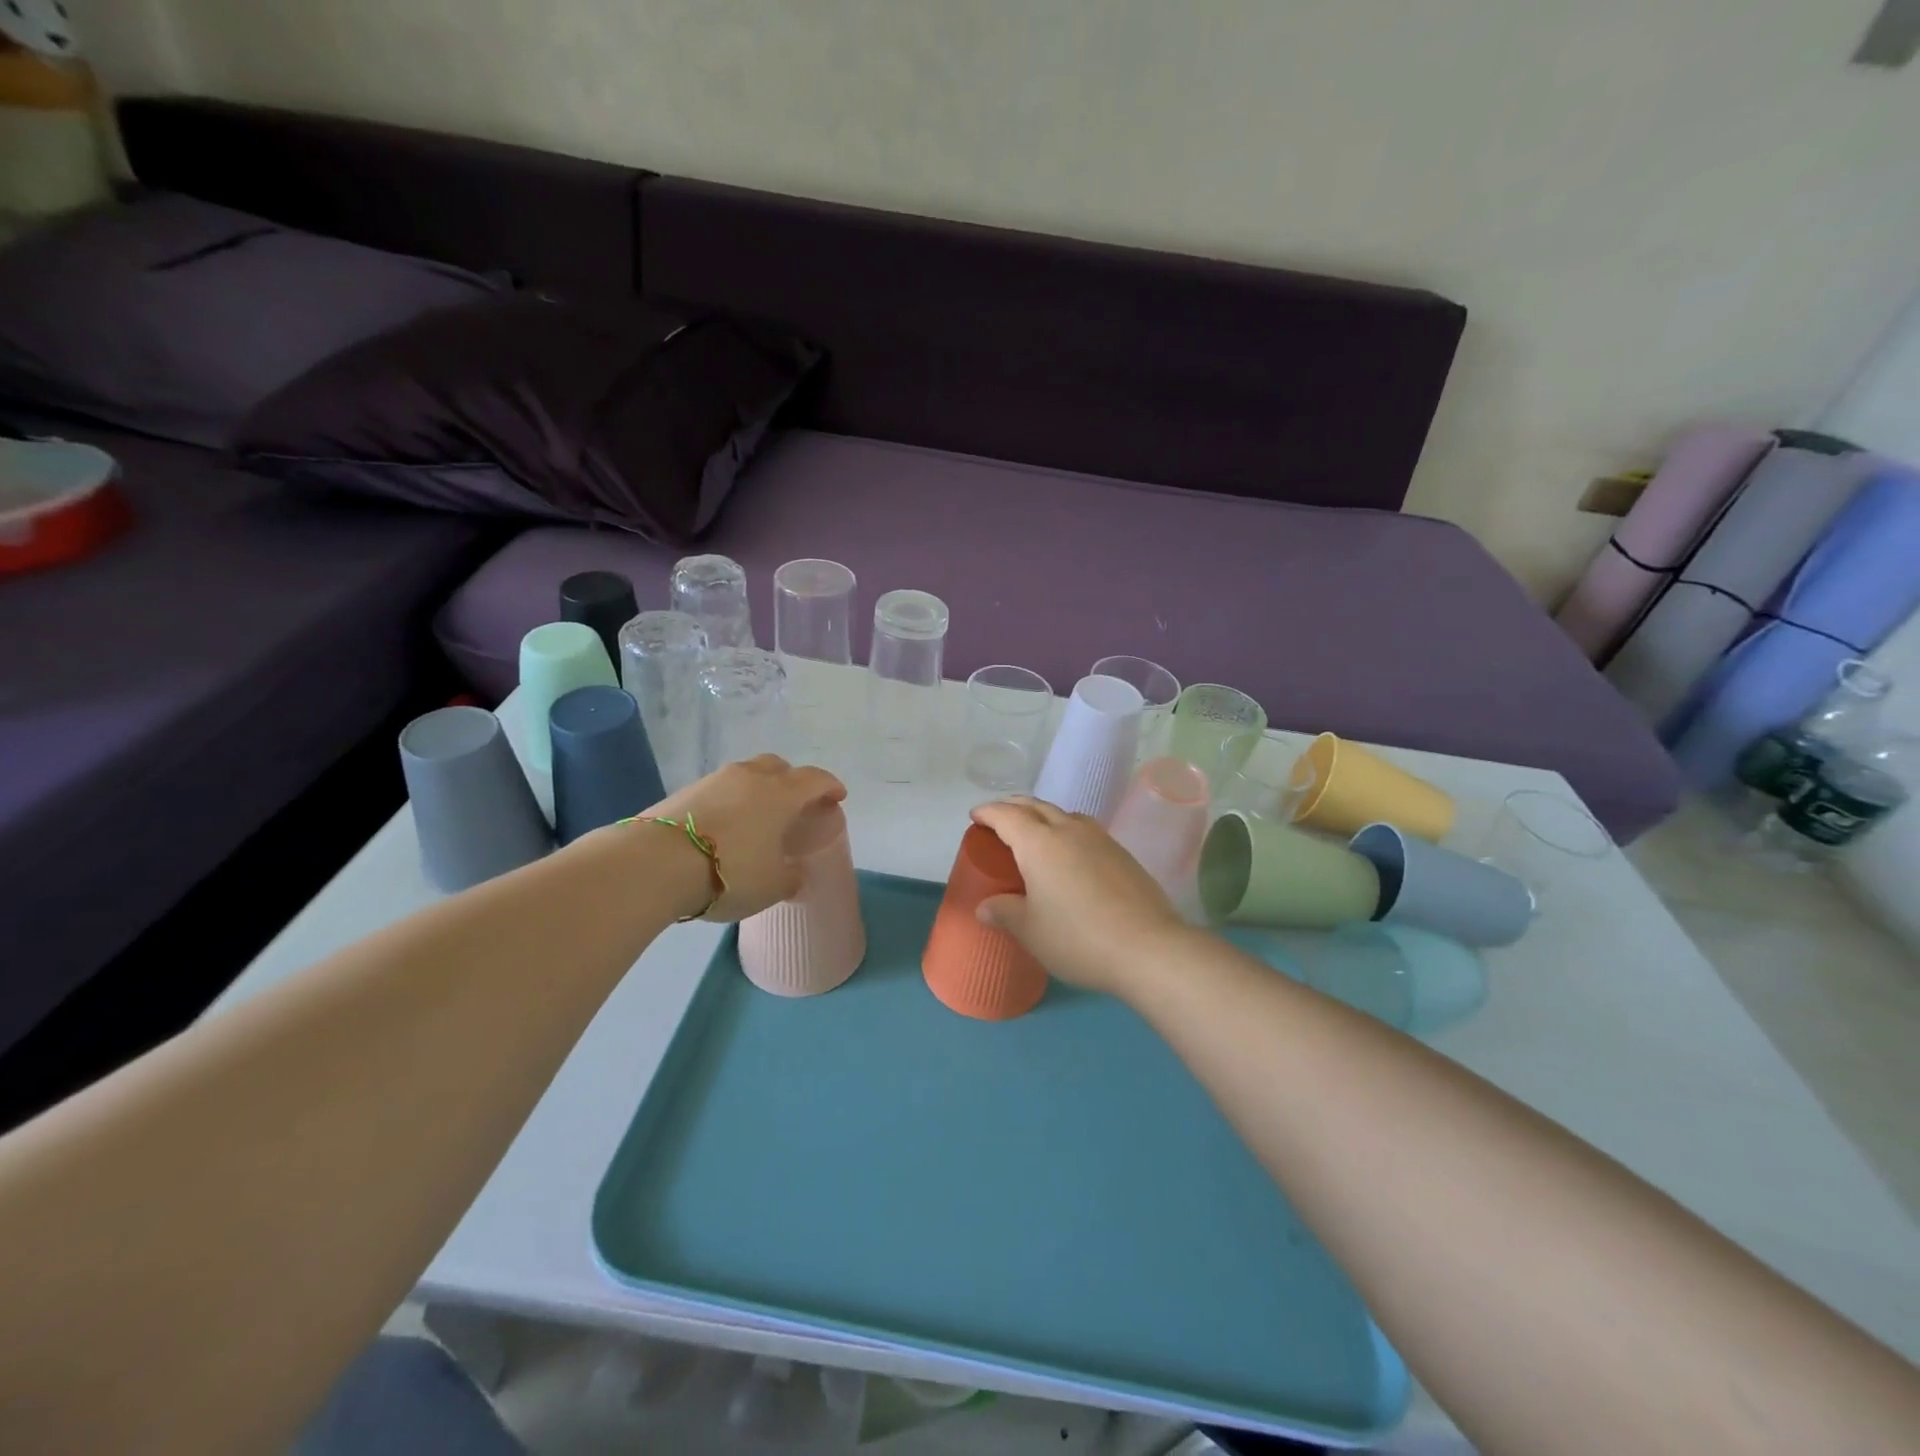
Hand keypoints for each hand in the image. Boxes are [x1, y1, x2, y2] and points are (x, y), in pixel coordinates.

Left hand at [643, 756, 846, 921]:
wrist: (656, 863)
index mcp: (781, 793)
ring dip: (756, 791)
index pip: (815, 779)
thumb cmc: (731, 871)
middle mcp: (750, 777)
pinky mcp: (683, 792)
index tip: (837, 798)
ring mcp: (714, 780)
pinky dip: (728, 803)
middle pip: (778, 767)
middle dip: (791, 781)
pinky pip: (717, 791)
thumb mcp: (772, 885)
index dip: (830, 787)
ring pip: (745, 776)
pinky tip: (723, 828)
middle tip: (794, 805)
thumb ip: (790, 877)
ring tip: (755, 819)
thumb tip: (794, 874)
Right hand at [969, 797, 1188, 996]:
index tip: (975, 815)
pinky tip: (1070, 854)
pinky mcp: (1122, 853)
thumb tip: (985, 906)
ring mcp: (1100, 839)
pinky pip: (1085, 830)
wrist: (1148, 948)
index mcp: (1039, 843)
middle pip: (1036, 806)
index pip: (1007, 815)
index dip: (988, 812)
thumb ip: (1005, 912)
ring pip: (1064, 815)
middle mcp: (1069, 830)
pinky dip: (1067, 831)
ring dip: (1043, 816)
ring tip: (1035, 833)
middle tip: (999, 818)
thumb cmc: (1078, 938)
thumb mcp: (1031, 931)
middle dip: (1014, 807)